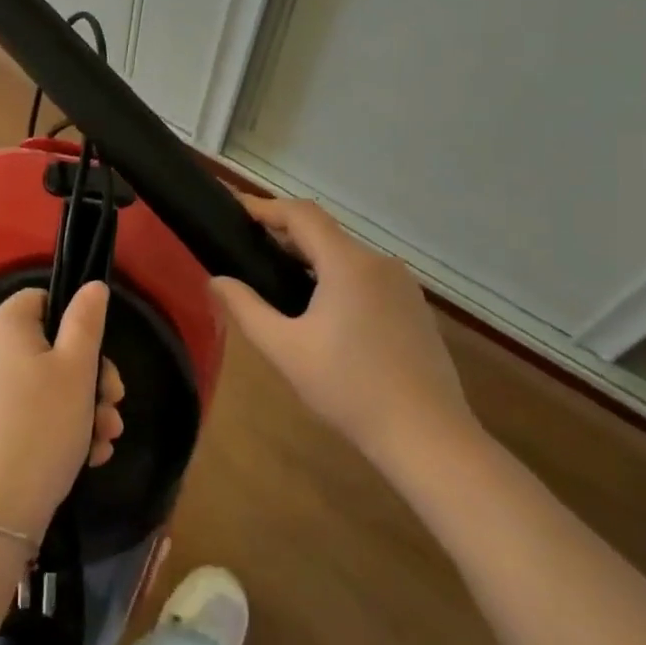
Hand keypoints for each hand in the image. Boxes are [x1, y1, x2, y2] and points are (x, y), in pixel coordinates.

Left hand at [0, 283, 124, 540]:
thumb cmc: (40, 427)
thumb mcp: (76, 369)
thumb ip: (87, 321)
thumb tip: (91, 285)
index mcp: (4, 327)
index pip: (40, 299)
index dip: (74, 320)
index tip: (98, 353)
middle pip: (48, 347)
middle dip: (90, 377)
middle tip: (114, 404)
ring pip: (43, 387)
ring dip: (82, 409)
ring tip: (107, 440)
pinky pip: (27, 415)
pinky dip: (57, 430)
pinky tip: (88, 459)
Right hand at [210, 196, 477, 469]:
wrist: (429, 437)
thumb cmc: (349, 389)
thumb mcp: (285, 350)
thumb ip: (246, 309)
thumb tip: (216, 280)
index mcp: (348, 263)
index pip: (301, 214)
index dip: (266, 207)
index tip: (235, 209)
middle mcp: (379, 262)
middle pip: (324, 232)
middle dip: (285, 234)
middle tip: (248, 249)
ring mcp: (403, 285)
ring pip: (347, 255)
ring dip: (311, 258)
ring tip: (278, 279)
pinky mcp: (414, 307)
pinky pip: (367, 276)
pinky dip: (337, 277)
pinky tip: (322, 310)